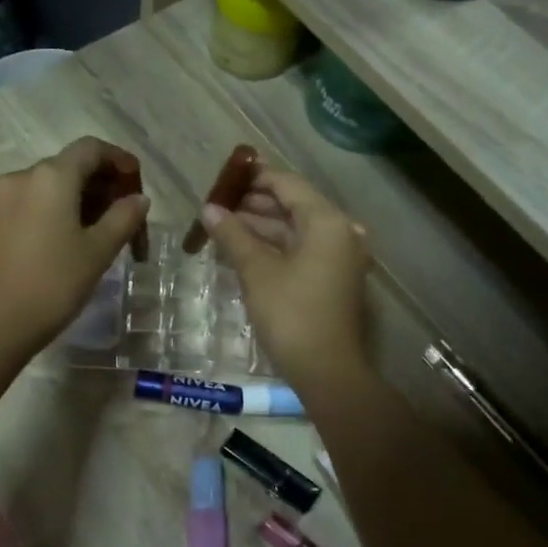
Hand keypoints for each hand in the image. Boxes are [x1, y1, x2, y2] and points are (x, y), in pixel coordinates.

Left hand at [0, 137, 149, 357]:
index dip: (118, 159)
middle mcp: (23, 176)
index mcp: (50, 176)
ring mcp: (3, 198)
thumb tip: (139, 198)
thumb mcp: (98, 251)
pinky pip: (35, 201)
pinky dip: (59, 208)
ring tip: (105, 229)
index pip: (90, 149)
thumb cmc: (54, 283)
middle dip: (102, 183)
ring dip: (81, 197)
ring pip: (52, 184)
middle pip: (70, 165)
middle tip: (127, 213)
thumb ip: (124, 217)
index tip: (137, 181)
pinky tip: (75, 235)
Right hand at [200, 167, 371, 392]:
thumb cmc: (291, 314)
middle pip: (293, 205)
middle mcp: (339, 231)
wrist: (326, 370)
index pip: (287, 184)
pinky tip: (244, 248)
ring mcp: (339, 256)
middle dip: (255, 203)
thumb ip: (232, 235)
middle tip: (217, 204)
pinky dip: (274, 246)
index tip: (223, 176)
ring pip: (296, 229)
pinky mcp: (333, 277)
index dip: (254, 177)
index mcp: (326, 222)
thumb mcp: (256, 271)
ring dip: (262, 226)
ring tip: (223, 225)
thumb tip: (208, 209)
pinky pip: (301, 249)